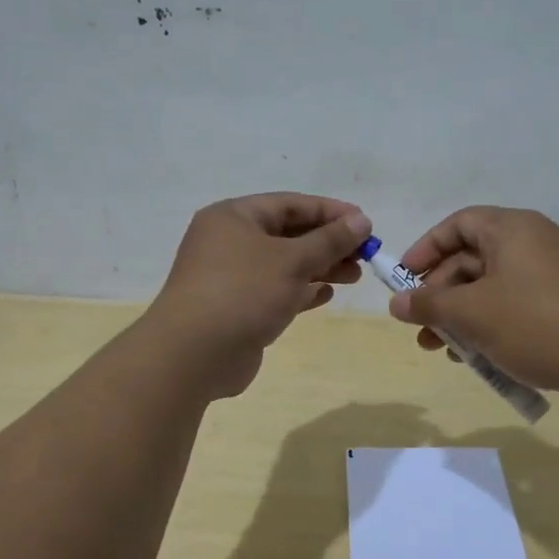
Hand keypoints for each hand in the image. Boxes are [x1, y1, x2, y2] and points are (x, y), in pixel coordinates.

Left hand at [147, 193, 372, 398]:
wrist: (193, 355)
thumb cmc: (243, 293)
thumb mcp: (292, 260)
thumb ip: (330, 240)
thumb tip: (361, 219)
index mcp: (234, 217)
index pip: (290, 204)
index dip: (330, 211)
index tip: (365, 223)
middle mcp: (229, 242)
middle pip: (288, 234)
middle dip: (328, 243)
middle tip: (364, 255)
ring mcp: (231, 277)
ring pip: (284, 265)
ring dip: (319, 268)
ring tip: (354, 275)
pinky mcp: (236, 308)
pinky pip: (275, 291)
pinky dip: (301, 291)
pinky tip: (326, 295)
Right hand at [388, 206, 558, 403]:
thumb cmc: (536, 323)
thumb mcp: (473, 313)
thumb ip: (429, 304)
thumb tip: (396, 302)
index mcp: (512, 229)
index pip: (458, 224)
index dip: (426, 249)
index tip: (404, 279)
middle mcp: (532, 244)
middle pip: (472, 259)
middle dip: (440, 294)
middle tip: (420, 326)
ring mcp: (551, 276)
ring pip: (491, 289)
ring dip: (461, 316)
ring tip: (441, 350)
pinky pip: (514, 307)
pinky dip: (490, 326)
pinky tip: (476, 357)